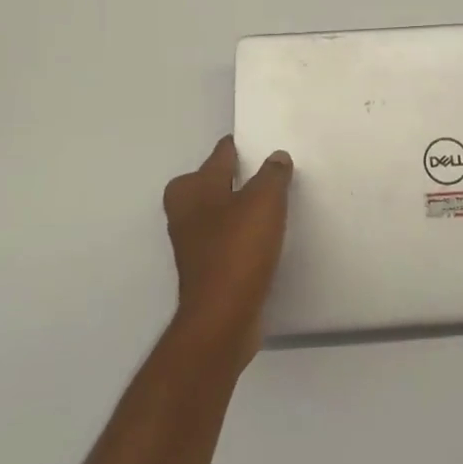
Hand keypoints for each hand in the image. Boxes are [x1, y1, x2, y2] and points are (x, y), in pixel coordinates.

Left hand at [163, 137, 292, 364]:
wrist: (222, 318)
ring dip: (238, 209)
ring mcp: (192, 244)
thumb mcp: (264, 201)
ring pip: (217, 213)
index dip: (240, 147)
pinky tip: (263, 240)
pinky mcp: (205, 270)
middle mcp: (186, 212)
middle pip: (212, 183)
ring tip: (270, 205)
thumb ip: (272, 174)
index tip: (260, 144)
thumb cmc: (238, 249)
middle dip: (233, 178)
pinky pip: (225, 241)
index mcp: (194, 188)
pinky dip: (240, 237)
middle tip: (266, 174)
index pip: (220, 155)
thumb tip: (276, 157)